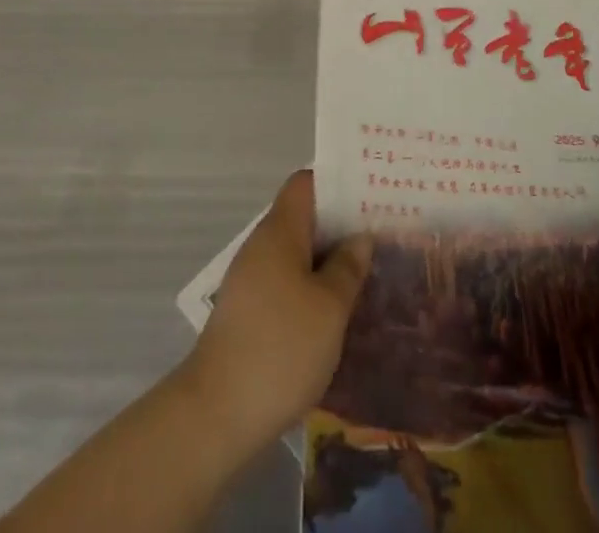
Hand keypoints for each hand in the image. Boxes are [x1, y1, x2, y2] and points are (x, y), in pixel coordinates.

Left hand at [179, 170, 371, 450]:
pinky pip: (287, 283)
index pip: (306, 183)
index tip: (371, 194)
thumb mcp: (329, 307)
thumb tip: (360, 237)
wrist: (217, 415)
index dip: (337, 183)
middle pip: (304, 218)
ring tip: (368, 273)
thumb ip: (348, 267)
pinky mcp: (249, 314)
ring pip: (297, 254)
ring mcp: (252, 281)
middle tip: (382, 235)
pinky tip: (337, 313)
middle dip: (340, 226)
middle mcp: (262, 246)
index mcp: (280, 231)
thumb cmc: (281, 348)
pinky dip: (313, 288)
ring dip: (329, 260)